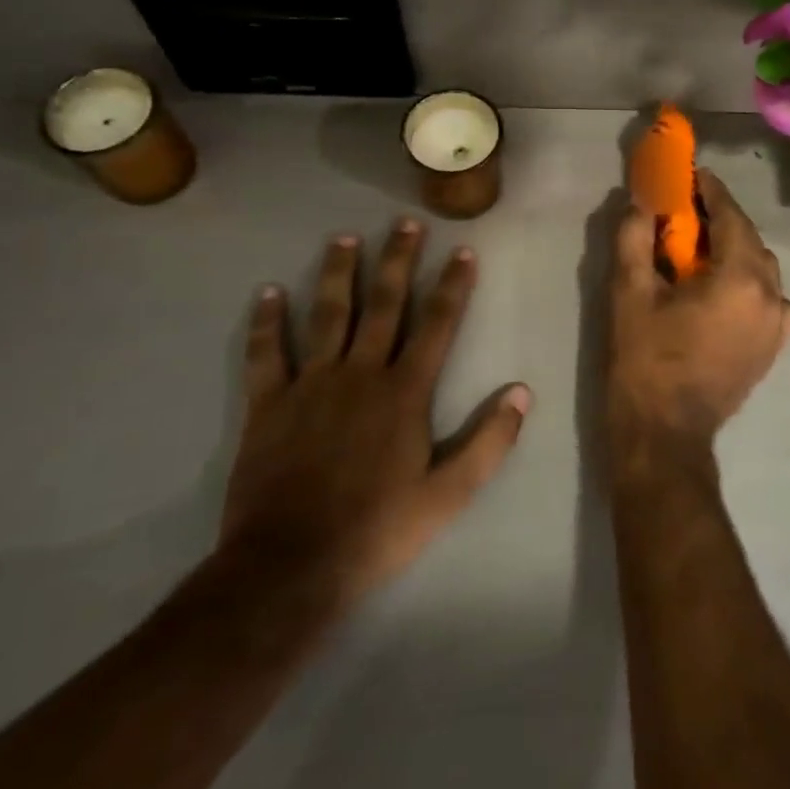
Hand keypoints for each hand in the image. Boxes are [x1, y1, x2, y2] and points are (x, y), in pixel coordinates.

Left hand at [216, 218, 529, 618]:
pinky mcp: (268, 404)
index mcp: (405, 391)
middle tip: (406, 222)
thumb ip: (489, 441)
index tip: (462, 250)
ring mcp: (311, 384)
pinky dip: (267, 322)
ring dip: (338, 274)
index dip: (453, 285)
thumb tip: (522, 392)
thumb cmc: (378, 529)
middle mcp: (360, 373)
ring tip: (345, 238)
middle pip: (384, 304)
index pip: (438, 324)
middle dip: (398, 260)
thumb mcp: (449, 495)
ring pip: (328, 315)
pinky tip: (268, 293)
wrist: (290, 566)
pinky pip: (266, 353)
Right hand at [609, 169, 789, 468]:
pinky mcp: (773, 348)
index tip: (693, 174)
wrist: (664, 436)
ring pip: (762, 269)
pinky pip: (770, 299)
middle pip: (750, 240)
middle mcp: (770, 296)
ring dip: (736, 251)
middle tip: (689, 212)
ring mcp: (778, 325)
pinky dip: (750, 284)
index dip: (712, 191)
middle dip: (722, 220)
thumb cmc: (645, 362)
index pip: (731, 217)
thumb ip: (635, 239)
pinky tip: (725, 291)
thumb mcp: (629, 295)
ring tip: (703, 250)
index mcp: (740, 279)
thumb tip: (640, 203)